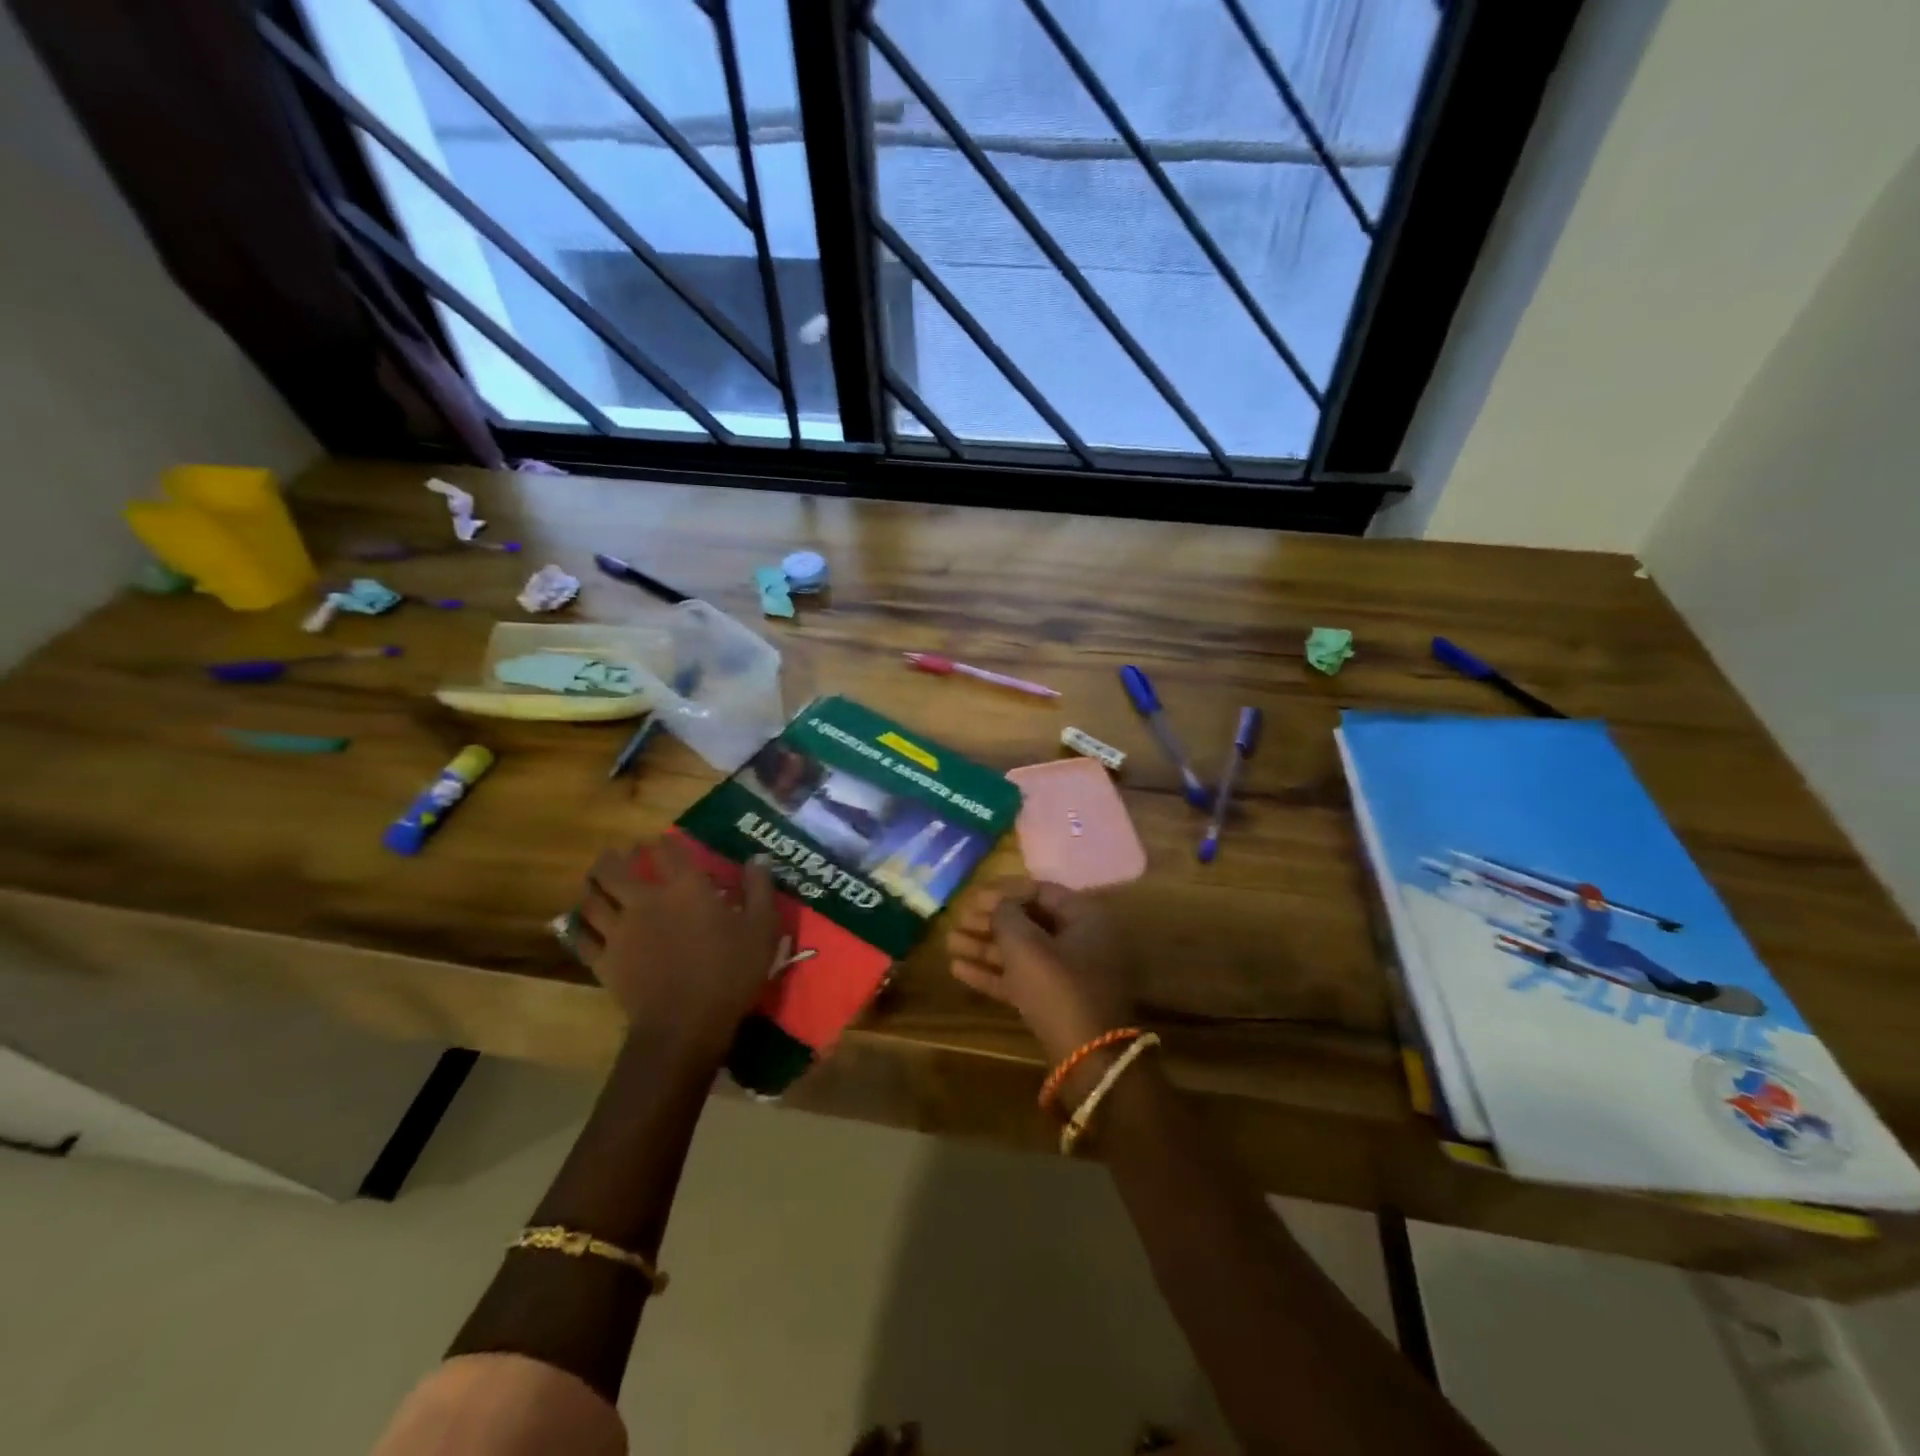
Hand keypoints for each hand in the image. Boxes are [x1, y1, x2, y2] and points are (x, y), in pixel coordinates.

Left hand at [577, 836, 783, 1054]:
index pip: (666, 851)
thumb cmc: (729, 972)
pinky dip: (579, 927)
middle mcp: (645, 901)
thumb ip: (760, 889)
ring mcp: (619, 931)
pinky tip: (579, 924)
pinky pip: (582, 937)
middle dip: (616, 857)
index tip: (659, 841)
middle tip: (620, 853)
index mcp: (685, 888)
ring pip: (593, 899)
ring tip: (596, 882)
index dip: (660, 842)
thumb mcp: (762, 928)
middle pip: (615, 869)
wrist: (685, 1024)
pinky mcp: (604, 961)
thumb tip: (759, 858)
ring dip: (593, 886)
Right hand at [946, 878, 1135, 1065]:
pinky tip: (957, 969)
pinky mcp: (1054, 1003)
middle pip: (1029, 922)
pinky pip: (1020, 978)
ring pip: (1021, 952)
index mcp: (1083, 917)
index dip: (1005, 891)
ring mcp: (1067, 974)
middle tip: (958, 919)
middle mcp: (1079, 941)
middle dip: (990, 921)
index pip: (1041, 891)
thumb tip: (998, 904)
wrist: (1086, 1056)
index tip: (974, 897)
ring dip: (984, 946)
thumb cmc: (1057, 986)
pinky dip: (992, 973)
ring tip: (949, 942)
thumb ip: (1006, 915)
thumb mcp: (1026, 944)